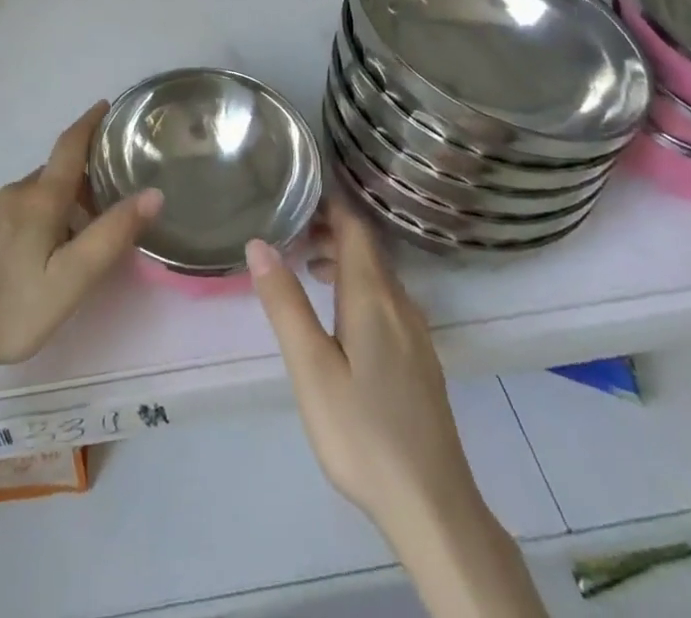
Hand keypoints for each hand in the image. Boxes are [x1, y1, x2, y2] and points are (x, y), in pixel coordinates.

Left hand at [0, 102, 163, 376]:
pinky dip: (40, 214)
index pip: (69, 146)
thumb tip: (153, 193)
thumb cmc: (10, 306)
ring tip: (83, 227)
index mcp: (40, 198)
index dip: (89, 123)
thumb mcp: (71, 279)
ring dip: (61, 199)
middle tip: (113, 191)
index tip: (106, 106)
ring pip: (35, 194)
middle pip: (55, 172)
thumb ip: (111, 236)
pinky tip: (42, 249)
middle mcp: (14, 194)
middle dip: (83, 174)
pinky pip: (17, 210)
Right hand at [247, 197, 477, 540]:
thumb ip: (285, 303)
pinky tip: (338, 312)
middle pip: (367, 247)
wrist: (433, 506)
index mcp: (373, 297)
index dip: (329, 202)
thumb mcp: (311, 368)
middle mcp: (399, 304)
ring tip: (305, 262)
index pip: (355, 227)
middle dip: (331, 227)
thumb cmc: (363, 432)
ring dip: (343, 257)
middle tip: (290, 223)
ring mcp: (415, 333)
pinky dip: (357, 284)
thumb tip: (258, 243)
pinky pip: (385, 299)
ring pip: (377, 274)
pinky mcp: (419, 358)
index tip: (299, 184)